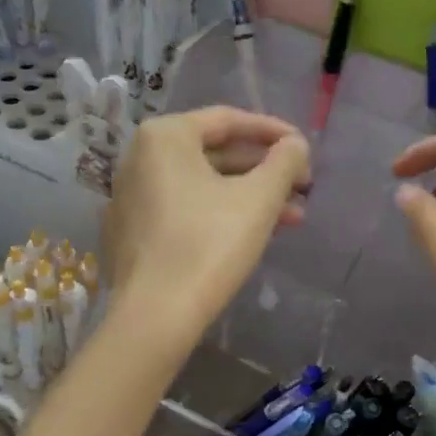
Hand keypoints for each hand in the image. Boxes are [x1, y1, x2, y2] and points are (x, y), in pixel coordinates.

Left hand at [102, 107, 309, 349]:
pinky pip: (183, 211)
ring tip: (292, 218)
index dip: (273, 132)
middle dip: (265, 172)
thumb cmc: (210, 244)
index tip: (304, 148)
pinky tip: (252, 236)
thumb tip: (296, 146)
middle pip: (215, 154)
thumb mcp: (259, 198)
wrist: (156, 314)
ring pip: (202, 186)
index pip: (228, 120)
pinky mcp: (132, 234)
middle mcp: (139, 159)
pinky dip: (219, 215)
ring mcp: (131, 198)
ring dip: (249, 198)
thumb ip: (284, 162)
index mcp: (165, 137)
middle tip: (303, 188)